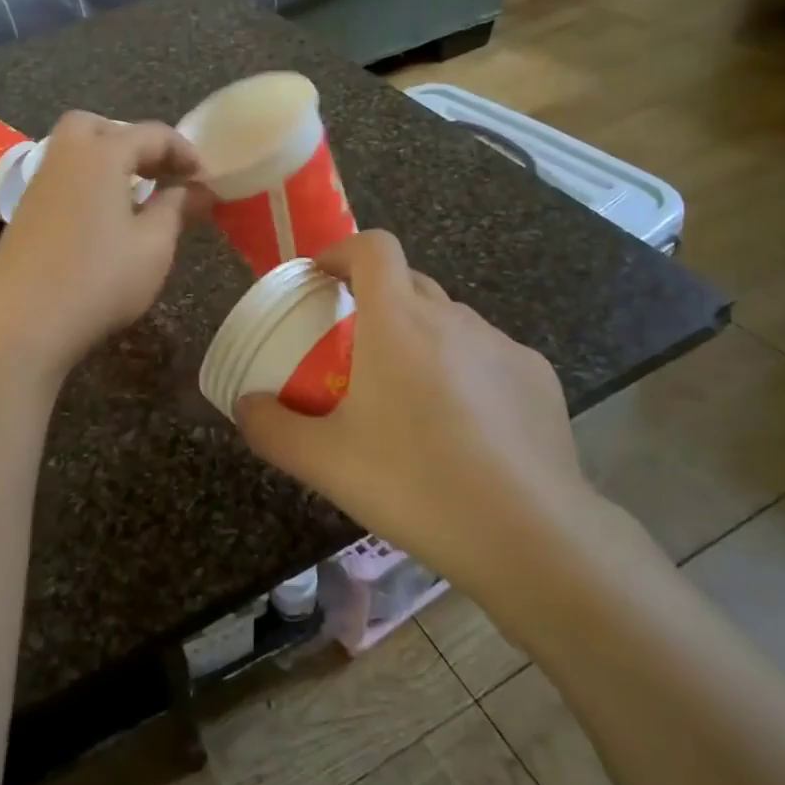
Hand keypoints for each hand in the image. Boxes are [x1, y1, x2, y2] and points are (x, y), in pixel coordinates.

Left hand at [0, 114, 203, 381]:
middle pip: (99, 128)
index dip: (184, 152)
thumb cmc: (99, 280)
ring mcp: (38, 186)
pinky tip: (104, 223)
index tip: (206, 179)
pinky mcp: (24, 214)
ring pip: (75, 152)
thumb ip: (176, 209)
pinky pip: (63, 180)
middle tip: (159, 173)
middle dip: (133, 141)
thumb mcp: (153, 247)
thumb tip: (196, 189)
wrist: (21, 324)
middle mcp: (65, 158)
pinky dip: (88, 185)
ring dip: (108, 163)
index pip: (151, 134)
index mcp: (101, 155)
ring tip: (137, 199)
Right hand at [236, 231, 628, 636]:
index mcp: (399, 321)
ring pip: (449, 322)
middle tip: (352, 350)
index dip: (342, 251)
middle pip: (408, 282)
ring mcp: (503, 346)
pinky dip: (464, 370)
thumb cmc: (415, 485)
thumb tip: (245, 405)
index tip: (321, 278)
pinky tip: (463, 427)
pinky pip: (487, 356)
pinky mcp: (539, 378)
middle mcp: (453, 318)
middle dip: (374, 300)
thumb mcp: (324, 462)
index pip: (373, 247)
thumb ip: (271, 428)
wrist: (531, 537)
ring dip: (420, 338)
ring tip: (408, 397)